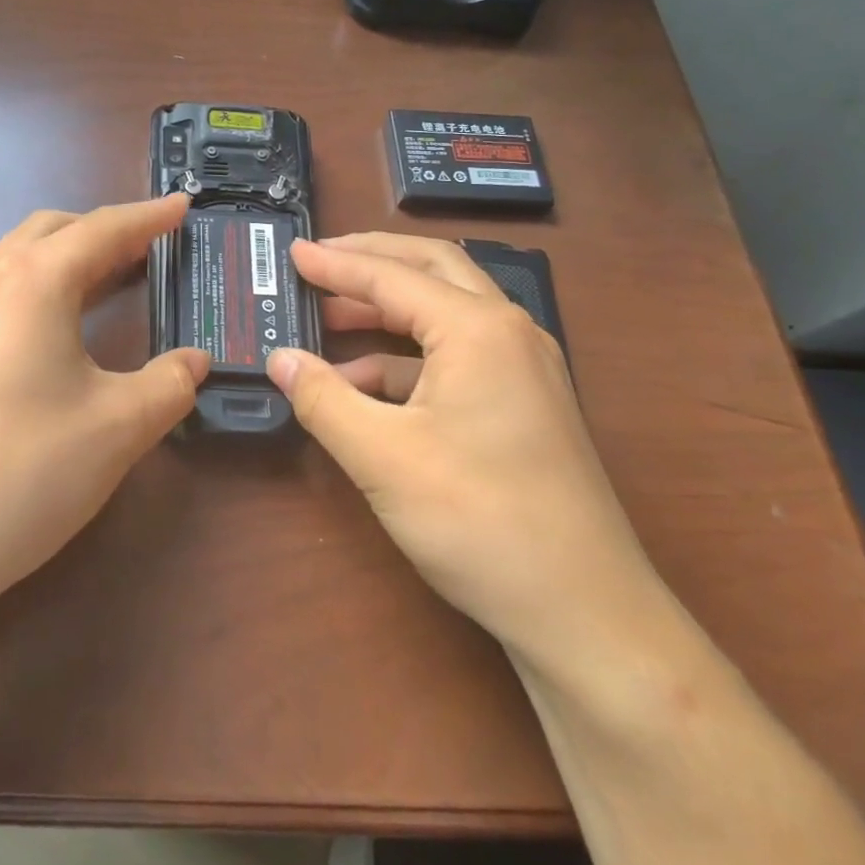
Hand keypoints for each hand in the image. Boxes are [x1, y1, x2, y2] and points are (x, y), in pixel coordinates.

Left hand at [0, 194, 208, 616]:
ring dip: (56, 262)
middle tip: (141, 248)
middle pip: (47, 232)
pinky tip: (32, 344)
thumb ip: (169, 383)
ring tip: (93, 283)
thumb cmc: (28, 470)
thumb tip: (195, 361)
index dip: (148, 216)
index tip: (181, 206)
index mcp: (31, 283)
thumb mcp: (120, 426)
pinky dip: (21, 300)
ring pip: (7, 264)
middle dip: (98, 231)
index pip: (101, 229)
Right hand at [266, 233, 662, 670]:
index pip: (392, 277)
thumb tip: (280, 359)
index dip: (336, 263)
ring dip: (387, 309)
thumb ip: (323, 399)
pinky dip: (406, 358)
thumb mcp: (383, 457)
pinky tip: (364, 384)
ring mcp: (522, 368)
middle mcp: (508, 332)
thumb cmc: (479, 521)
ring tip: (329, 318)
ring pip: (446, 312)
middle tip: (319, 260)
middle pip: (433, 269)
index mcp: (478, 329)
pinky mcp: (523, 404)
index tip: (292, 252)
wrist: (584, 613)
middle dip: (373, 259)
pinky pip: (456, 357)